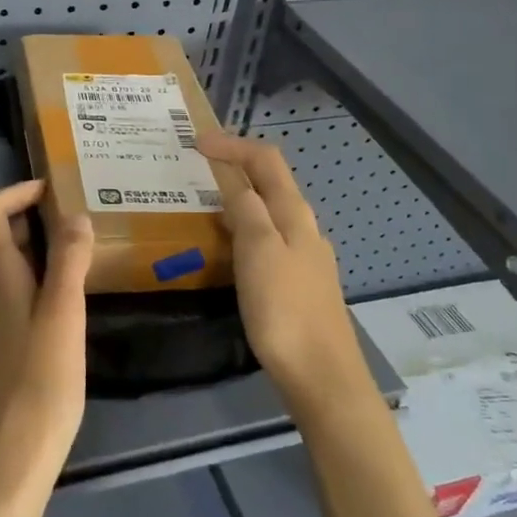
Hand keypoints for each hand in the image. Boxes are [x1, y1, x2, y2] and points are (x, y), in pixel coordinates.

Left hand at [0, 180, 95, 505]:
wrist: (7, 461)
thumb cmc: (38, 384)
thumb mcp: (63, 316)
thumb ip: (69, 262)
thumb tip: (74, 215)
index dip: (14, 193)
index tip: (54, 190)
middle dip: (32, 218)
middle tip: (79, 218)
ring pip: (4, 268)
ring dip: (36, 250)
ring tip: (81, 254)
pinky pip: (11, 296)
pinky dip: (36, 281)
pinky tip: (68, 303)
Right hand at [195, 133, 368, 412]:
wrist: (320, 375)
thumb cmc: (285, 310)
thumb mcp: (259, 252)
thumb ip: (248, 209)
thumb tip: (235, 175)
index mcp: (294, 215)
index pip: (265, 161)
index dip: (232, 145)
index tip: (195, 141)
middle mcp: (302, 228)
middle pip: (270, 182)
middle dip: (236, 165)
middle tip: (196, 165)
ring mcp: (303, 256)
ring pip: (268, 211)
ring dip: (238, 196)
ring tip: (204, 201)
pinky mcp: (297, 282)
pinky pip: (266, 238)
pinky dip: (243, 226)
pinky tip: (227, 245)